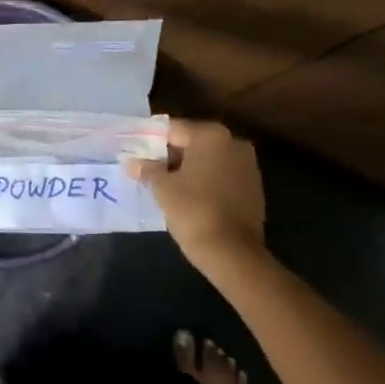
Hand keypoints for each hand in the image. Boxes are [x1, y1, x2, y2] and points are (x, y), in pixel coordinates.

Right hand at [124, 120, 265, 275]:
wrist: (233, 253)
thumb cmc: (193, 211)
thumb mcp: (162, 188)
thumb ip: (147, 169)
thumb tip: (130, 162)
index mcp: (211, 135)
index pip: (173, 130)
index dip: (152, 141)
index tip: (136, 153)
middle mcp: (233, 142)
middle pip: (193, 142)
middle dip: (170, 155)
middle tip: (148, 170)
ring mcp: (247, 165)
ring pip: (209, 160)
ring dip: (188, 169)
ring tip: (165, 185)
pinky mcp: (254, 187)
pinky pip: (222, 176)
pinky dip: (205, 181)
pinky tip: (189, 197)